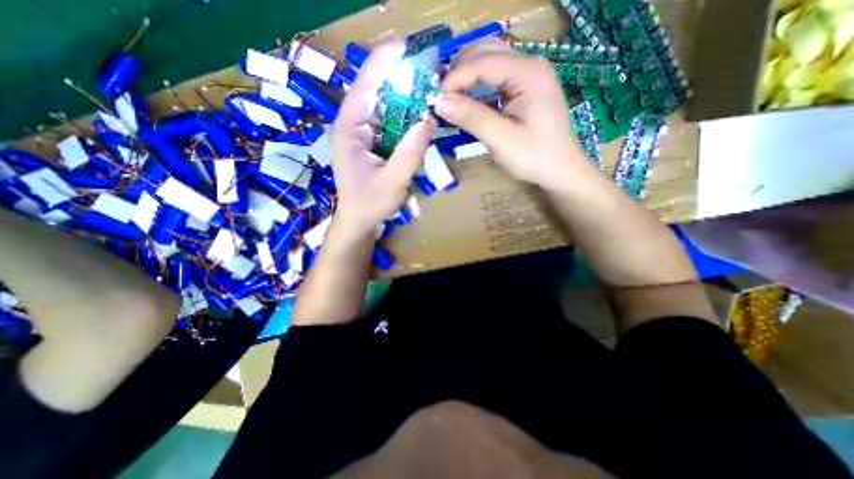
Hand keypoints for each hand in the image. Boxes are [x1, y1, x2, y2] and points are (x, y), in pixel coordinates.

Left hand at [331, 40, 434, 237]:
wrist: (359, 221)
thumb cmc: (370, 204)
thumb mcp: (393, 181)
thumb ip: (410, 152)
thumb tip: (427, 121)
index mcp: (348, 131)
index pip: (364, 88)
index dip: (382, 64)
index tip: (402, 46)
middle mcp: (352, 128)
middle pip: (375, 95)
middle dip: (399, 85)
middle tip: (425, 79)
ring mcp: (360, 136)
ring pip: (384, 111)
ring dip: (404, 106)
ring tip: (425, 102)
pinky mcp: (369, 145)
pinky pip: (388, 126)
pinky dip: (403, 124)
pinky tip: (416, 127)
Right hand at [436, 40, 591, 190]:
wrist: (560, 169)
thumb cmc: (534, 157)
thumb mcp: (501, 140)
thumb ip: (471, 118)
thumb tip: (439, 102)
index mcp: (528, 74)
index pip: (481, 62)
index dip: (454, 79)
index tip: (435, 101)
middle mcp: (530, 65)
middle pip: (486, 51)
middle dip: (458, 70)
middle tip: (439, 94)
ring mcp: (530, 74)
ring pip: (490, 59)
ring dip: (466, 73)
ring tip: (448, 94)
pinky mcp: (526, 86)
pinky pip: (496, 75)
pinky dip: (477, 82)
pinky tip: (466, 96)